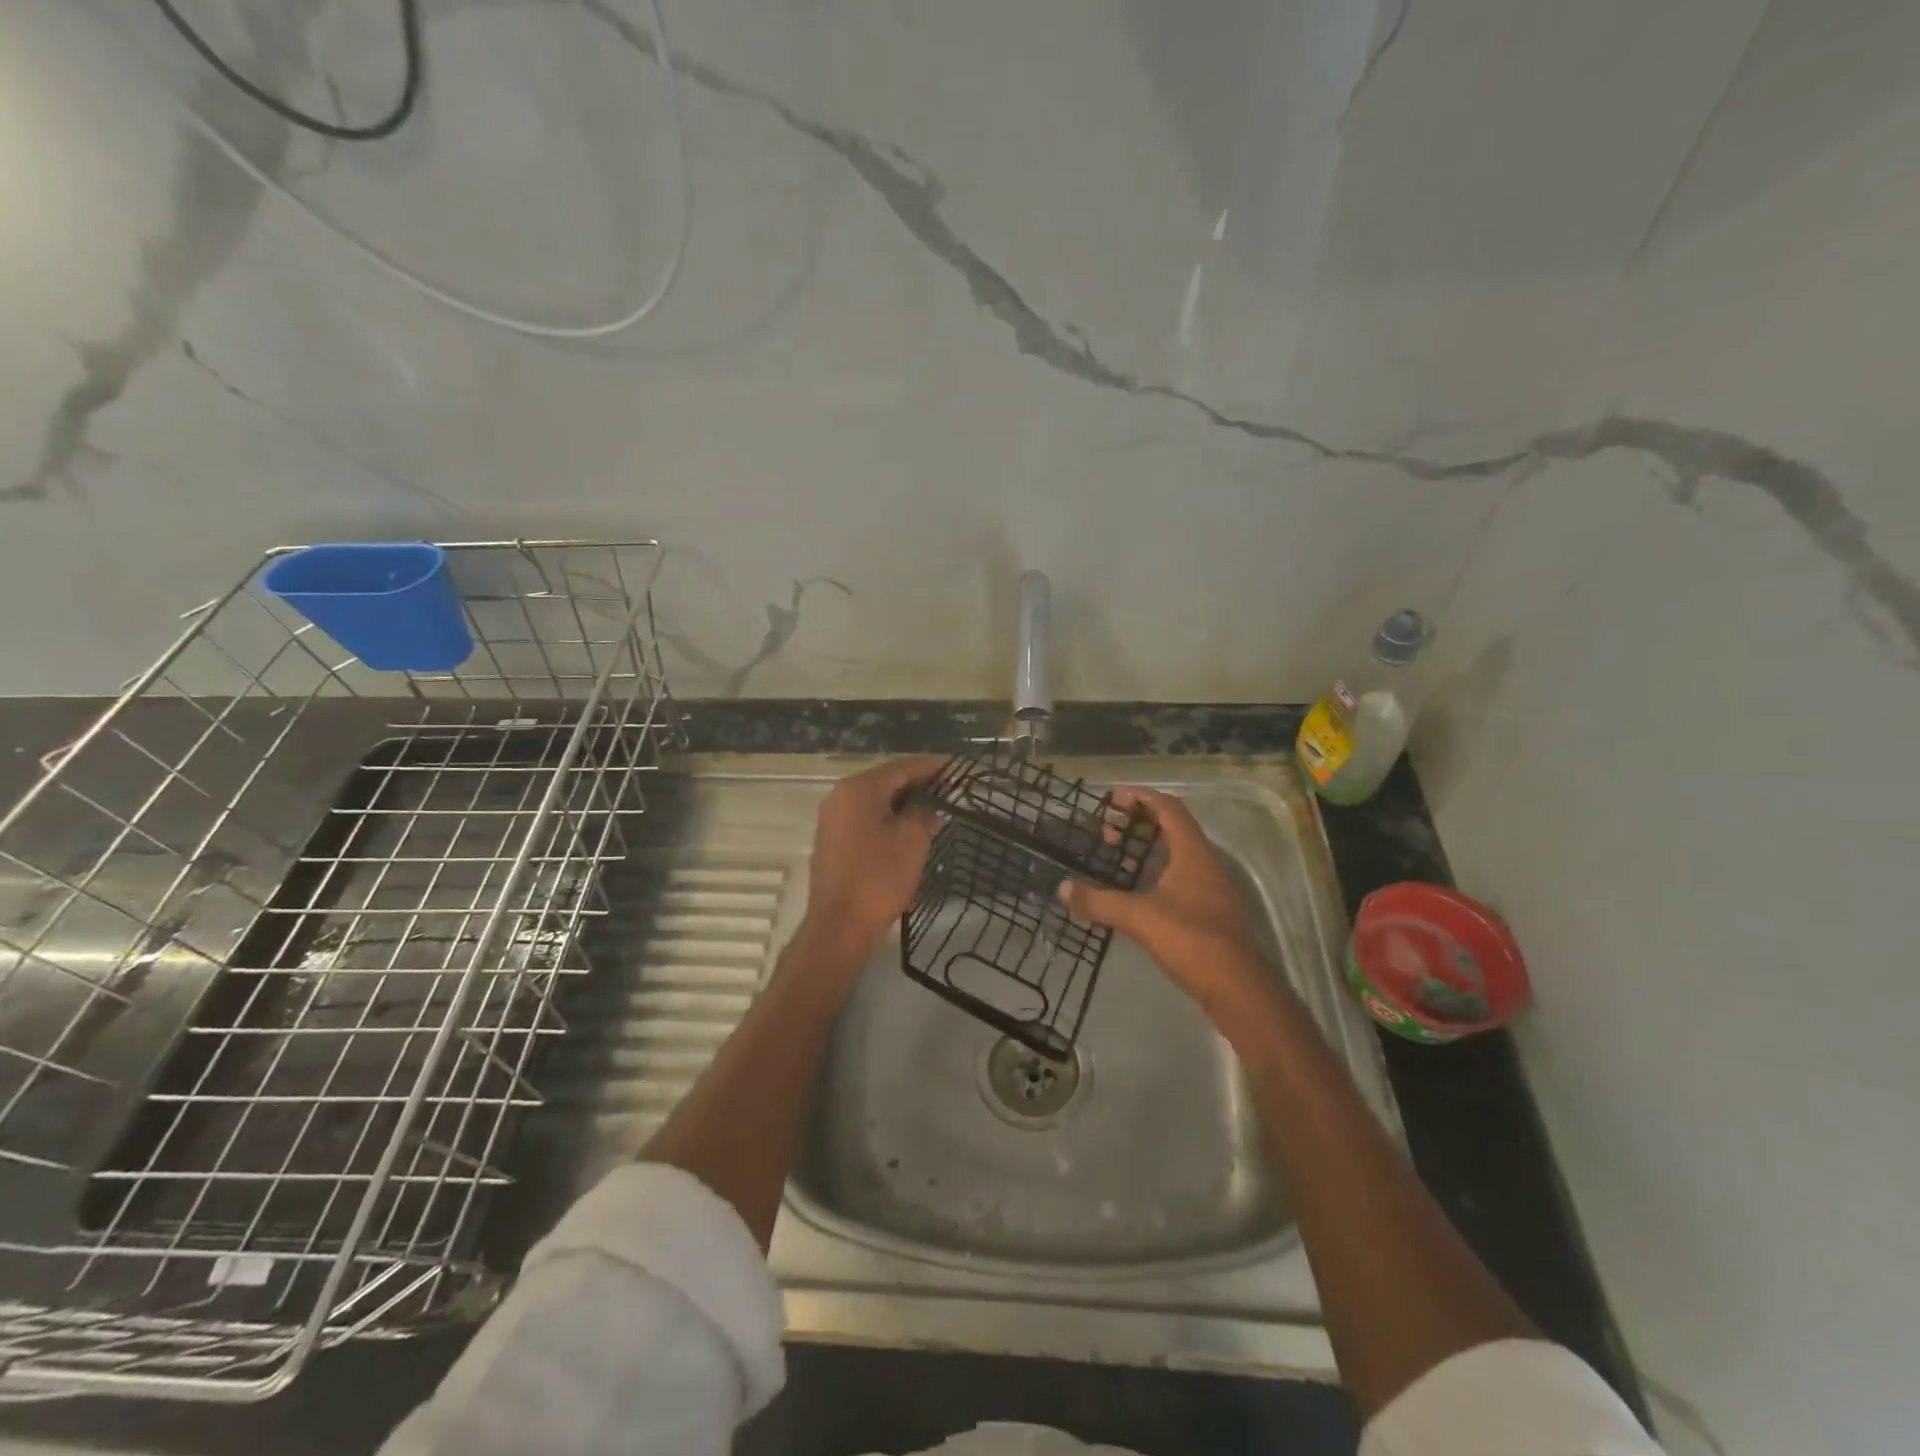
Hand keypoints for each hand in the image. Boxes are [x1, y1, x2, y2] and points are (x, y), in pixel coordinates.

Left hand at [795, 756, 943, 971]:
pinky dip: (888, 816)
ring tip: (937, 806)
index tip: (958, 767)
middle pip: (887, 780)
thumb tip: (931, 803)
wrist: (839, 925)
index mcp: (859, 789)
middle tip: (951, 788)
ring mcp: (833, 818)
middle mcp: (841, 795)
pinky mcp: (832, 839)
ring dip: (904, 801)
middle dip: (919, 783)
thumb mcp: (912, 841)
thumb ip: (925, 812)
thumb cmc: (879, 878)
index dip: (932, 766)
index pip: (903, 767)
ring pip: (876, 800)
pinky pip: (865, 817)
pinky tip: (910, 827)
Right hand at [1060, 786, 1275, 1016]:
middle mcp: (1204, 863)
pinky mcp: (1208, 911)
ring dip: (1145, 849)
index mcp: (1192, 852)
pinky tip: (1133, 890)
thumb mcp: (1140, 917)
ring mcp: (1209, 888)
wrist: (1239, 989)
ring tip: (1114, 857)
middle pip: (1172, 828)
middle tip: (1106, 831)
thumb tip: (1062, 888)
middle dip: (1137, 823)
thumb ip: (1099, 901)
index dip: (1141, 797)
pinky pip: (1177, 877)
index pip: (1168, 808)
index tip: (1111, 798)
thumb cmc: (1192, 940)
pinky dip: (1153, 872)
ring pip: (1175, 854)